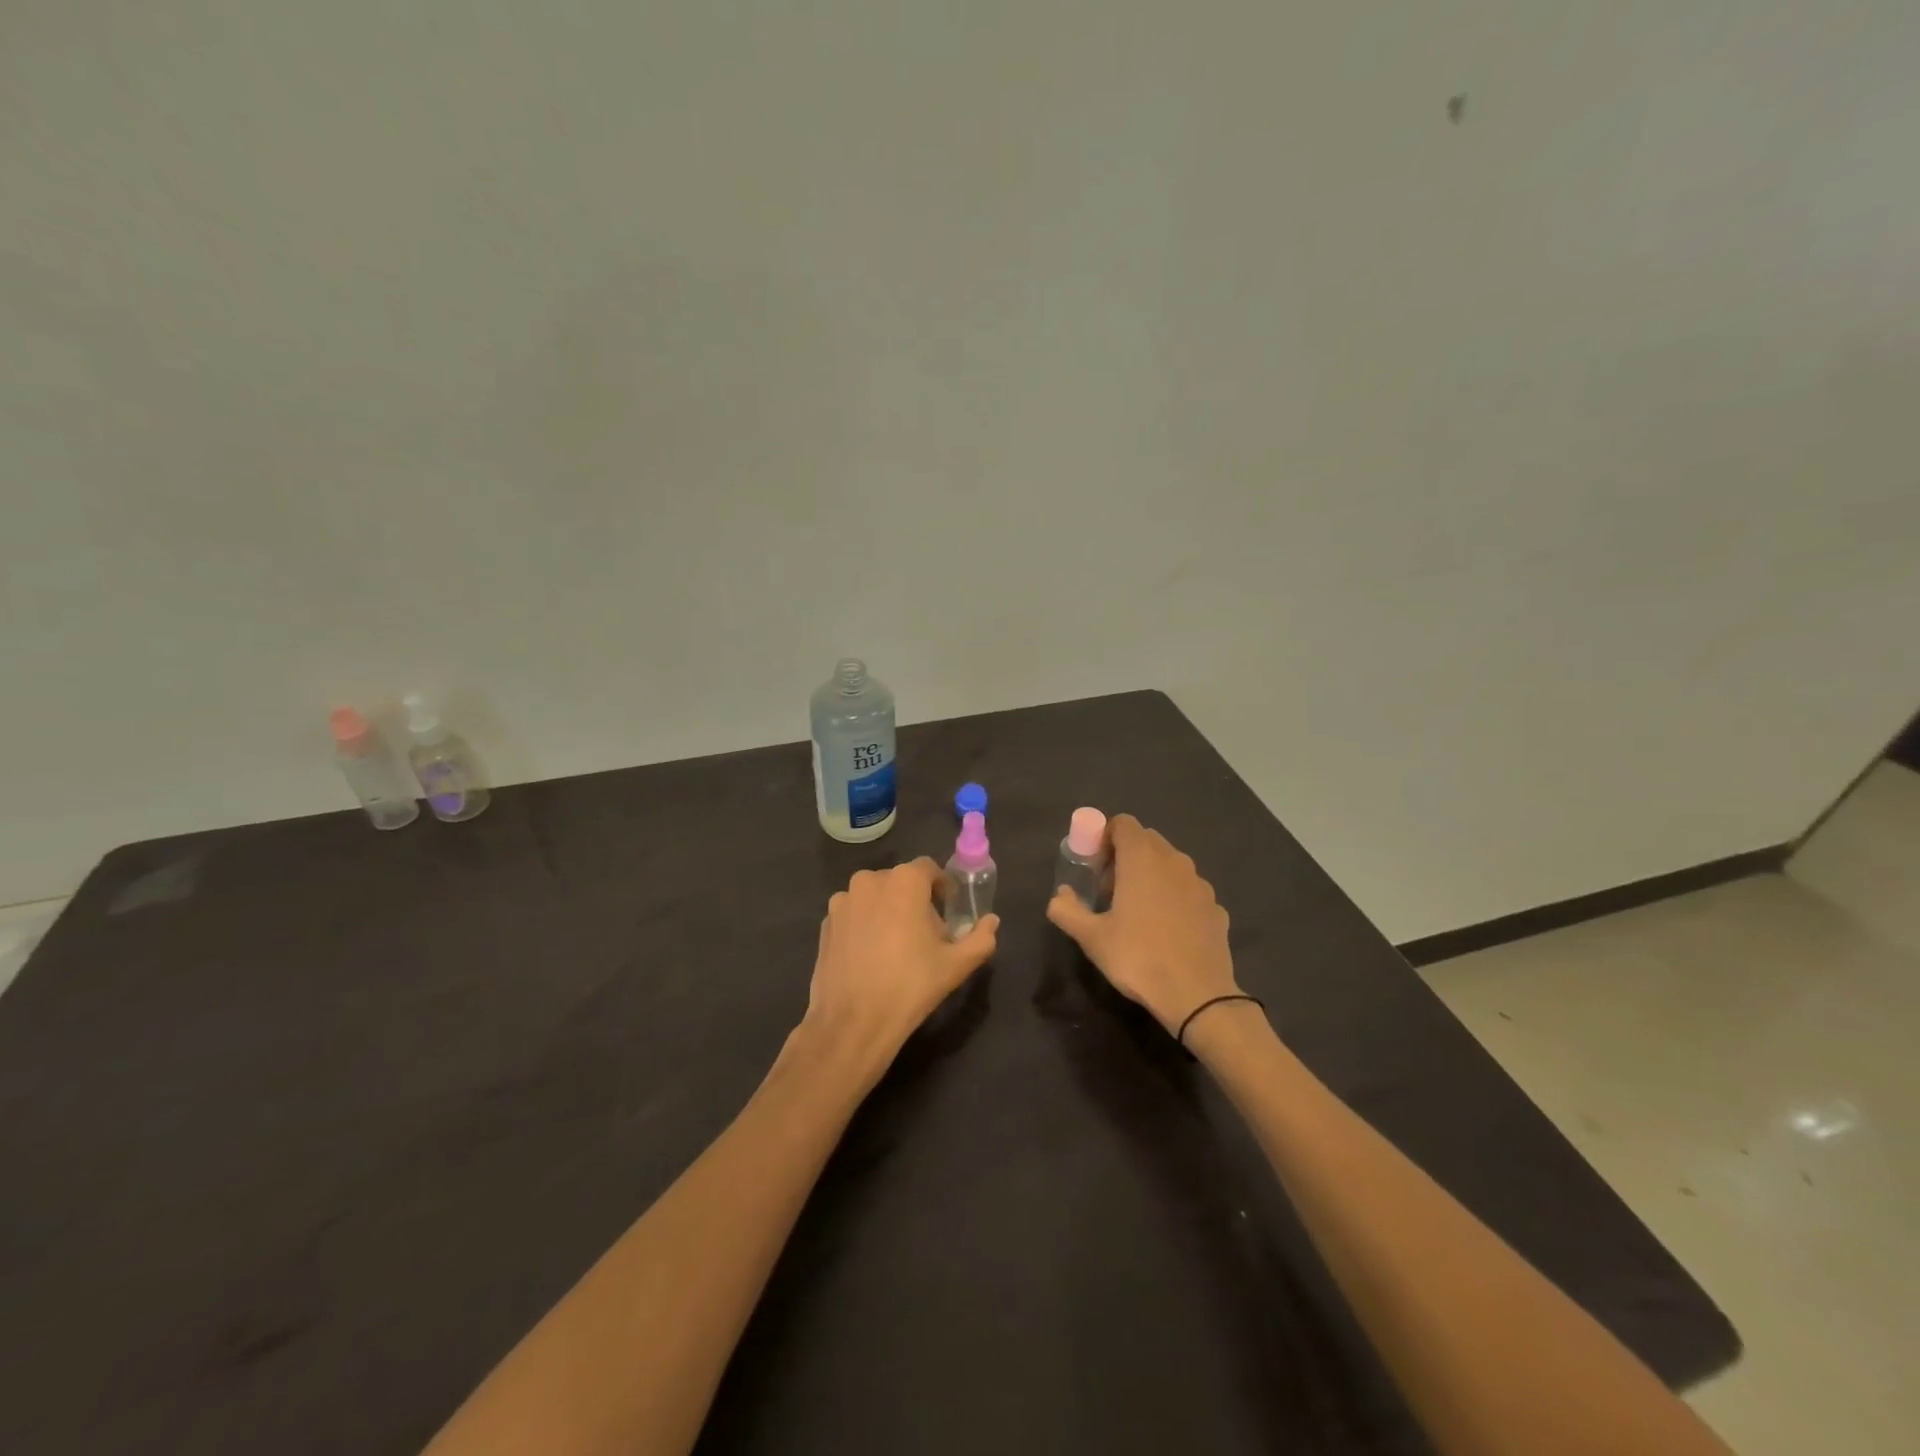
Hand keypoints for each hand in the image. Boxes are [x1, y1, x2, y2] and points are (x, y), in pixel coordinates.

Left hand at [795, 859, 997, 1082]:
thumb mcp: (957, 965)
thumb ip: (981, 938)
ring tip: (896, 947)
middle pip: (901, 882)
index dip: (942, 888)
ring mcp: (843, 901)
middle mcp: (870, 880)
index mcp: (904, 881)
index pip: (929, 869)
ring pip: (875, 897)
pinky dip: (865, 926)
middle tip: (926, 935)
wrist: (853, 1022)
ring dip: (888, 911)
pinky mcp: (825, 923)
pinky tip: (871, 956)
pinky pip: (854, 914)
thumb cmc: (910, 986)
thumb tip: (992, 921)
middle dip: (915, 901)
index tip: (949, 912)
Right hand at [1047, 815, 1237, 1035]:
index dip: (1105, 838)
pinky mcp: (1216, 907)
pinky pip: (1188, 890)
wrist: (1197, 996)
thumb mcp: (1091, 938)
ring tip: (1137, 911)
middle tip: (1110, 890)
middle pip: (1147, 840)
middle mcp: (1174, 861)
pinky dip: (1174, 897)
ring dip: (1151, 875)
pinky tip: (1166, 930)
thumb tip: (1058, 896)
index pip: (1123, 824)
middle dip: (1126, 855)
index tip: (1095, 867)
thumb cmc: (1138, 958)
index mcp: (1142, 859)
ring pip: (1170, 864)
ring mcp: (1200, 883)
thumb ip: (1067, 910)